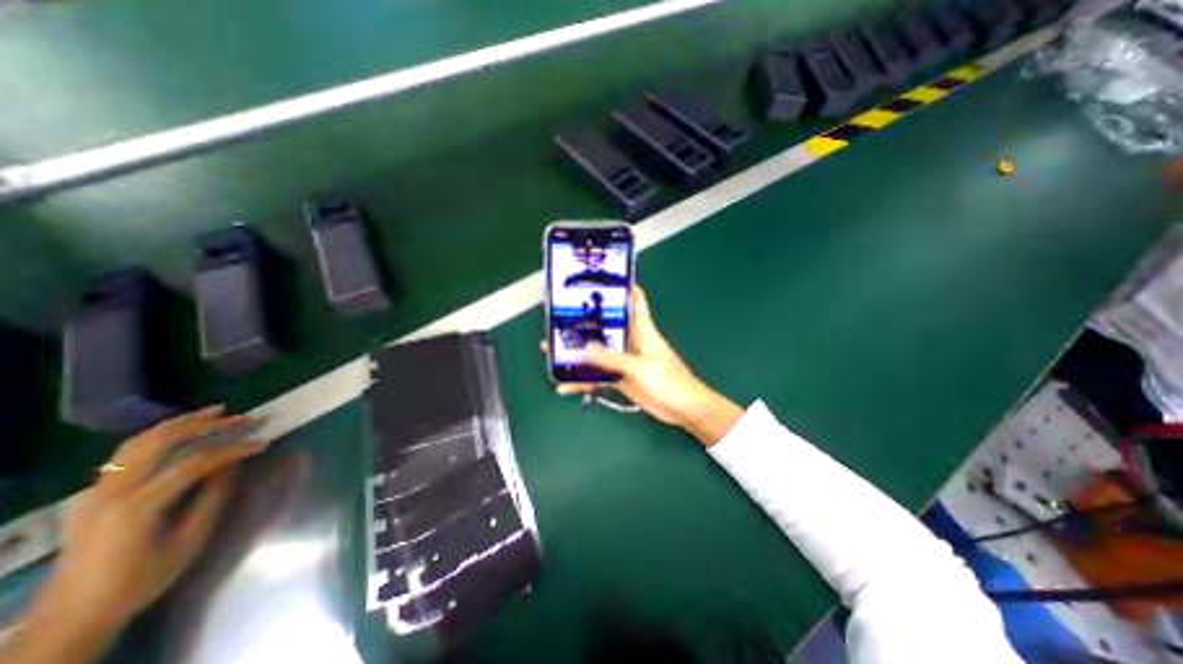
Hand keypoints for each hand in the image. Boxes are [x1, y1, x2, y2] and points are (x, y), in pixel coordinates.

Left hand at [5, 408, 265, 660]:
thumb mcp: (189, 540)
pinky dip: (161, 434)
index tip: (264, 443)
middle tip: (243, 418)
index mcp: (139, 505)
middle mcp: (114, 491)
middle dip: (207, 425)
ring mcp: (98, 491)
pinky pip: (129, 452)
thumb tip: (233, 464)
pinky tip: (183, 431)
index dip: (234, 449)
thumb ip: (212, 497)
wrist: (71, 616)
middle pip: (162, 442)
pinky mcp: (96, 493)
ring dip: (182, 423)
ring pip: (141, 441)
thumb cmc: (141, 579)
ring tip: (217, 412)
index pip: (195, 462)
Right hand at [541, 288, 741, 448]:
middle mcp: (631, 341)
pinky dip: (583, 381)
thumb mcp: (640, 367)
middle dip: (583, 324)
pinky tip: (566, 386)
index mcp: (642, 329)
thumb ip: (612, 358)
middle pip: (605, 327)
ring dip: (577, 354)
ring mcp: (625, 361)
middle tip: (558, 321)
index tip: (600, 278)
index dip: (621, 287)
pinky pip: (598, 376)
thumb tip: (583, 349)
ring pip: (597, 353)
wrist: (684, 410)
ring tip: (551, 352)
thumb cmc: (669, 381)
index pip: (634, 300)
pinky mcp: (621, 379)